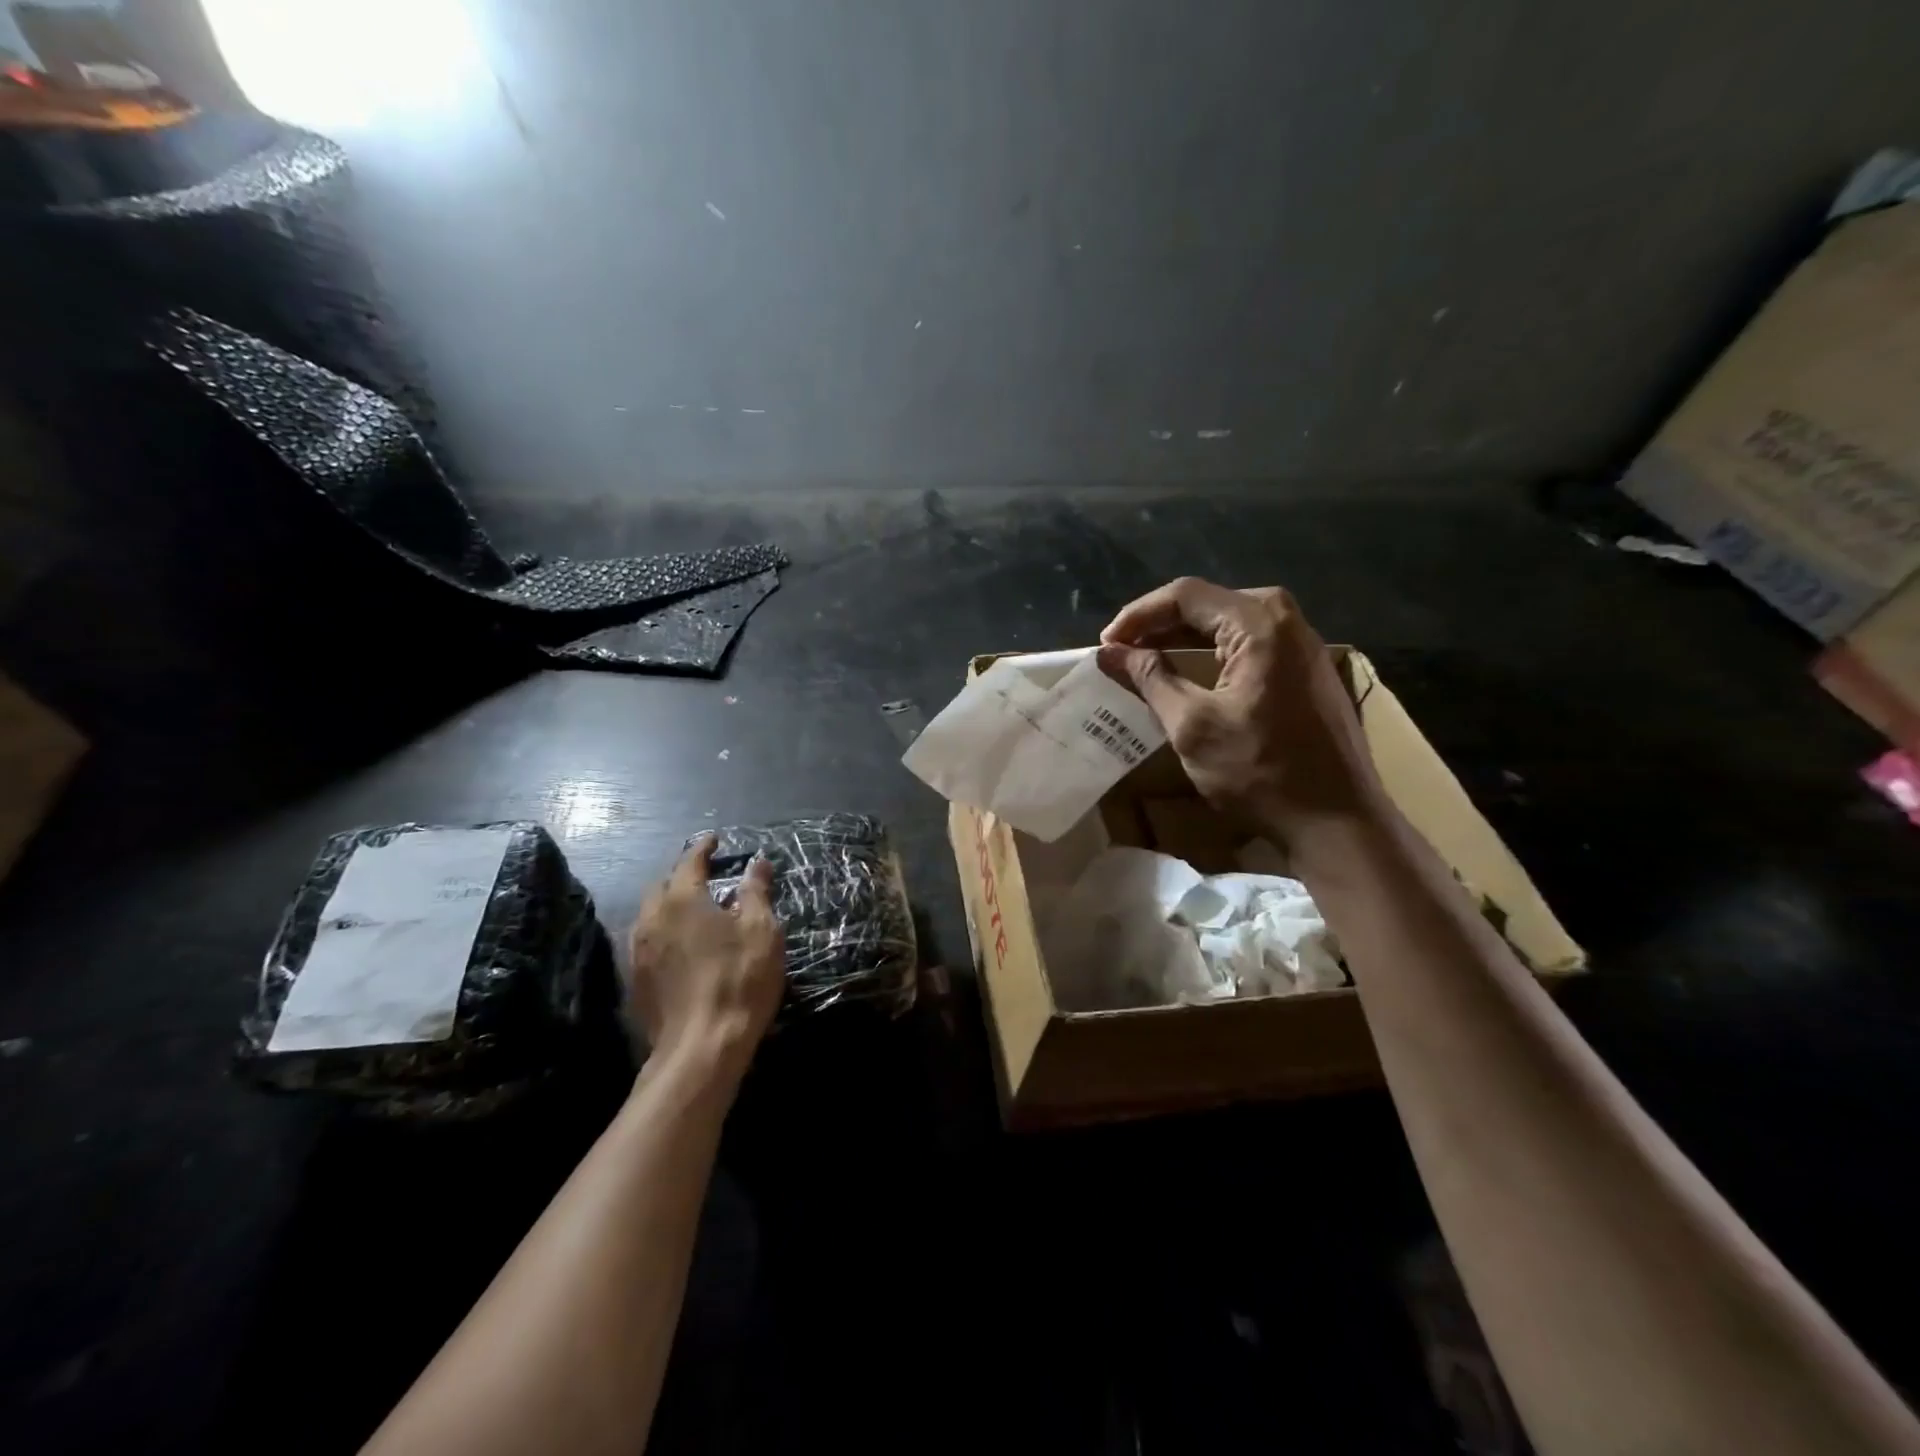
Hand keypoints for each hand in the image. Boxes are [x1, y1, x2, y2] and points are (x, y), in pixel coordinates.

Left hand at [627, 834, 784, 1081]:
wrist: (701, 1048)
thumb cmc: (738, 980)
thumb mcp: (761, 931)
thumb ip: (756, 892)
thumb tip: (757, 863)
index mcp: (681, 900)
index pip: (690, 862)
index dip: (703, 847)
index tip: (714, 838)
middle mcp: (651, 919)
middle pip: (662, 885)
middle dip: (682, 875)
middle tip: (705, 874)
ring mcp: (638, 952)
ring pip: (651, 914)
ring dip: (670, 904)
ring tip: (693, 907)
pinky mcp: (636, 980)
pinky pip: (647, 941)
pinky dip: (664, 930)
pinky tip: (681, 943)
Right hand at [1098, 578, 1383, 837]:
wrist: (1338, 822)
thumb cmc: (1261, 772)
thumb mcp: (1192, 726)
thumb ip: (1150, 679)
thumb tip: (1109, 652)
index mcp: (1259, 624)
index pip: (1185, 595)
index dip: (1138, 615)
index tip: (1106, 644)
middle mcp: (1287, 619)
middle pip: (1208, 603)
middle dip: (1158, 624)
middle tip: (1120, 652)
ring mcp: (1303, 643)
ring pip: (1228, 622)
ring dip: (1183, 637)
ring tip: (1145, 659)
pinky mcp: (1307, 668)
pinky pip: (1249, 642)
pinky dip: (1211, 652)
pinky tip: (1189, 672)